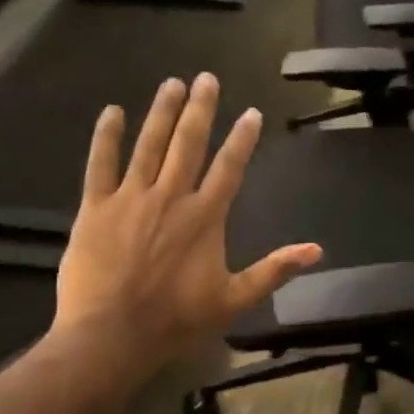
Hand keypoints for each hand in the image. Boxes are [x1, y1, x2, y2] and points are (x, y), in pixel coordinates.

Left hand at [53, 75, 322, 359]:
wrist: (111, 336)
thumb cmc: (177, 319)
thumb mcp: (235, 298)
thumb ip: (274, 270)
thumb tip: (317, 250)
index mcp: (205, 217)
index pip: (229, 168)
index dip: (242, 139)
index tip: (251, 112)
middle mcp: (171, 197)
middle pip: (189, 144)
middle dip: (200, 109)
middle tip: (207, 78)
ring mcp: (131, 199)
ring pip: (149, 145)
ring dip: (162, 113)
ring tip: (172, 83)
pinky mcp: (96, 209)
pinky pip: (100, 165)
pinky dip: (106, 137)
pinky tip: (112, 112)